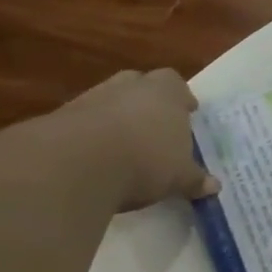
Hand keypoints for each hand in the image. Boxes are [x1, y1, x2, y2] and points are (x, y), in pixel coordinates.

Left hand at [37, 69, 216, 211]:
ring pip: (107, 101)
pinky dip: (87, 136)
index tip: (186, 113)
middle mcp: (129, 87)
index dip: (181, 98)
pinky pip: (80, 123)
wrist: (74, 164)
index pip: (176, 84)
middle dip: (146, 101)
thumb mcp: (177, 176)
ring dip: (114, 118)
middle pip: (139, 84)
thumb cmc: (144, 160)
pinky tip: (92, 159)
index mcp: (166, 91)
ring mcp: (91, 100)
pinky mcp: (57, 119)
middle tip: (153, 124)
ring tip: (122, 146)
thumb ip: (194, 179)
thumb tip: (214, 187)